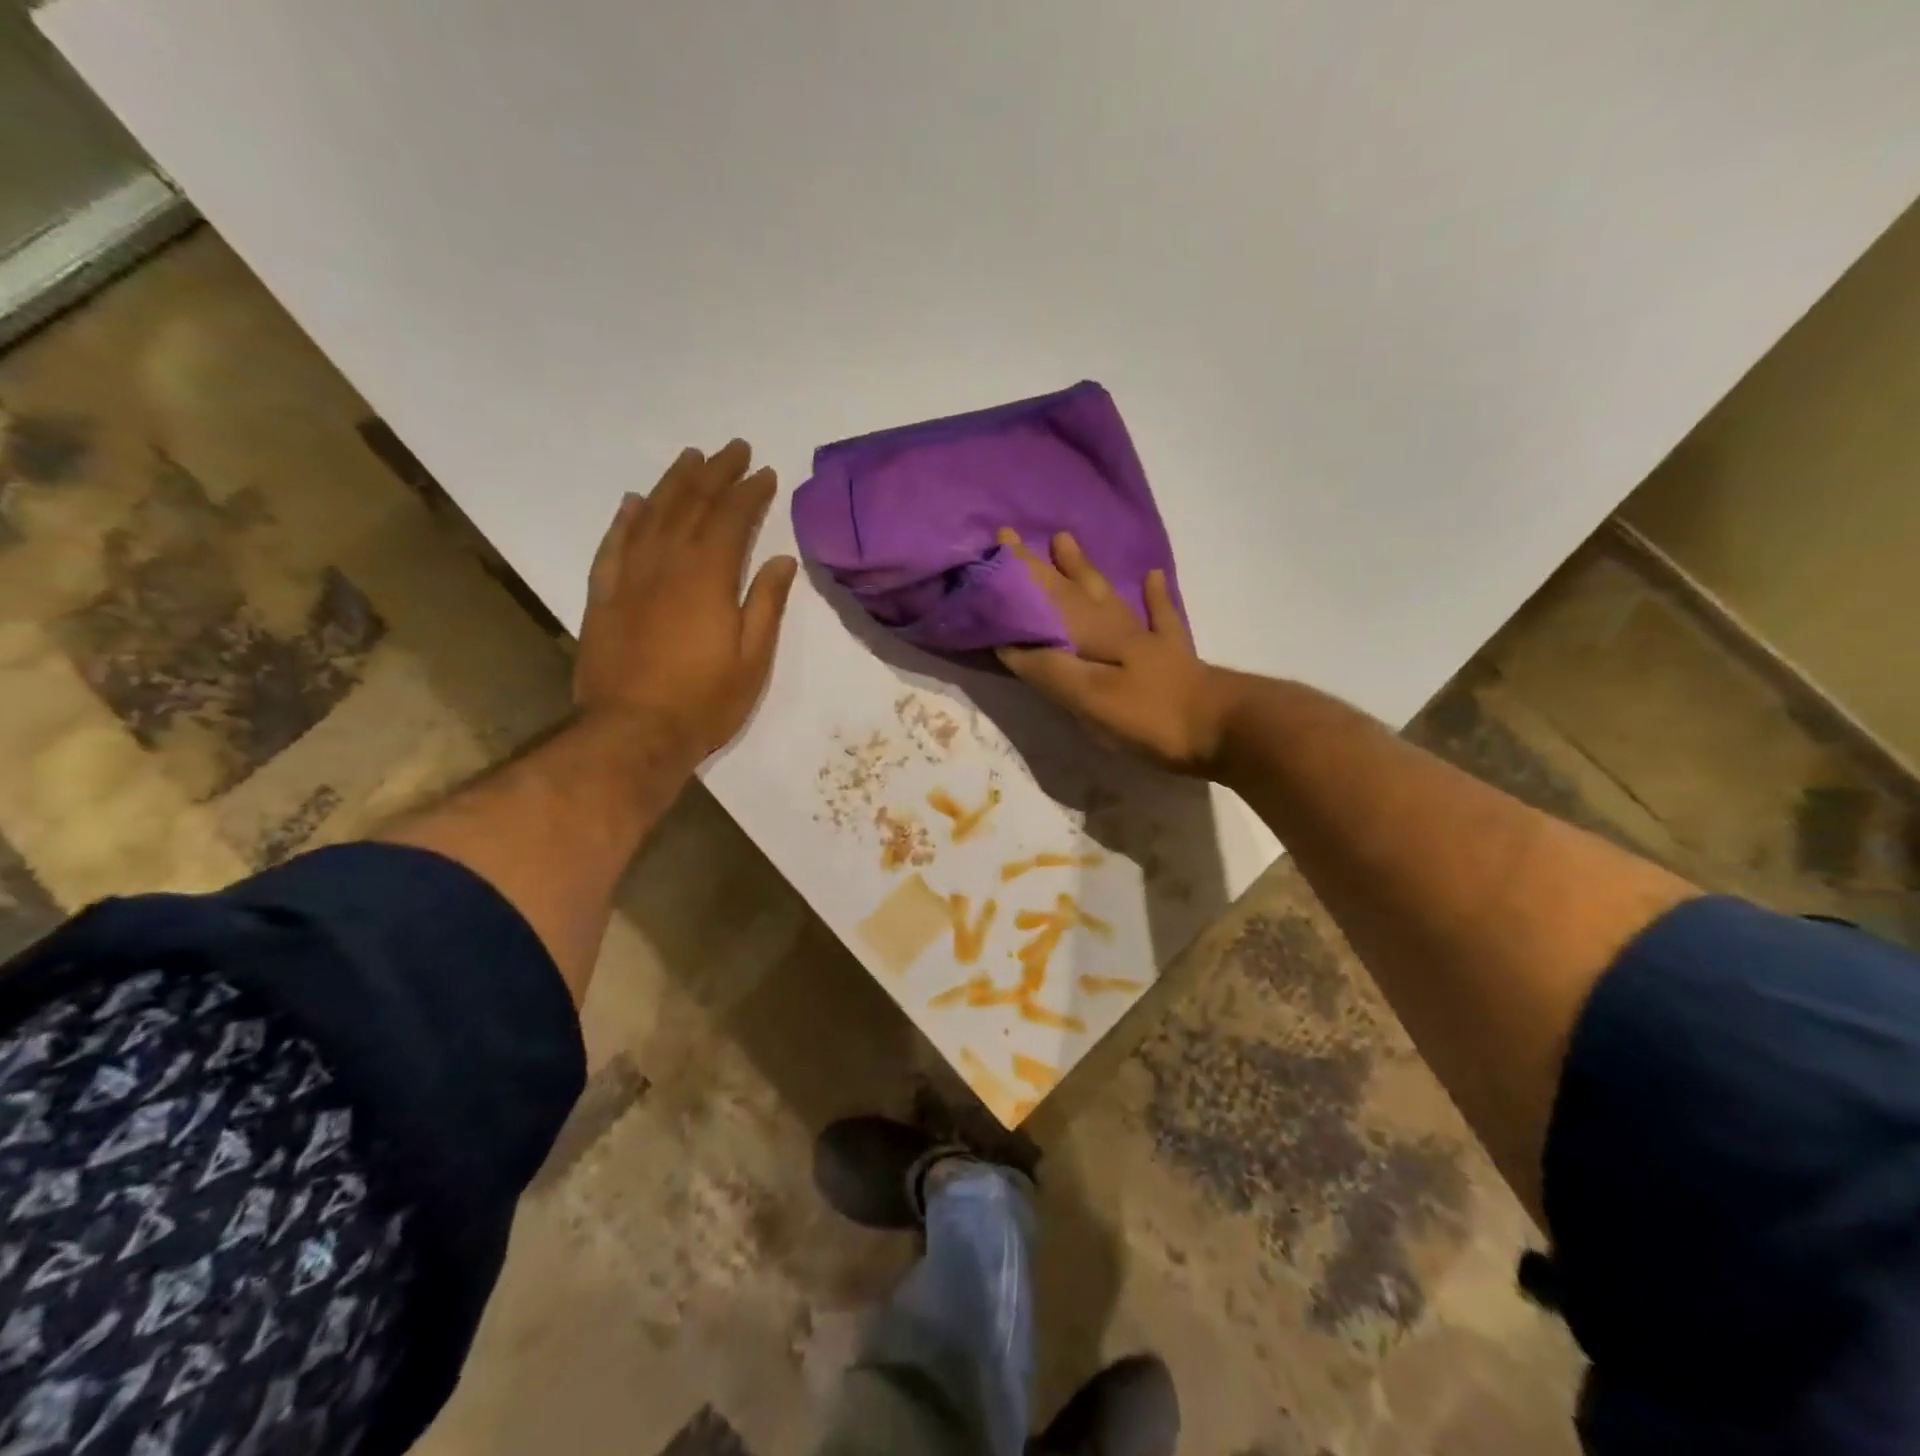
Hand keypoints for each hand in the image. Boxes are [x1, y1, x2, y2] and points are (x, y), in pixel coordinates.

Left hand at [575, 440, 797, 762]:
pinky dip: (625, 519)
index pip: (731, 520)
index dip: (749, 493)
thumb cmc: (705, 702)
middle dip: (715, 474)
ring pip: (650, 515)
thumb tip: (779, 558)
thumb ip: (766, 604)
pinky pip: (613, 545)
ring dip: (672, 483)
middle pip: (691, 506)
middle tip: (733, 448)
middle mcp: (666, 565)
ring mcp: (629, 578)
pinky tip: (633, 501)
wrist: (633, 733)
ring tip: (690, 459)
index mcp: (708, 578)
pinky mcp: (603, 596)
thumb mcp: (753, 659)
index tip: (765, 472)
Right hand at [996, 529, 1238, 773]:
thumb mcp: (1090, 698)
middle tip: (1016, 537)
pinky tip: (1153, 576)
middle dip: (1041, 566)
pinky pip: (1160, 615)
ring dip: (1084, 569)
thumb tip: (1008, 643)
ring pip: (1109, 595)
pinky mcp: (1172, 655)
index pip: (1047, 598)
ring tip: (1065, 539)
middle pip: (1073, 589)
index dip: (1020, 575)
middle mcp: (1117, 627)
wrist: (1224, 728)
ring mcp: (1147, 638)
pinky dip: (1154, 596)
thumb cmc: (1150, 716)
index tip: (996, 545)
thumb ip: (1049, 670)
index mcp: (1093, 635)